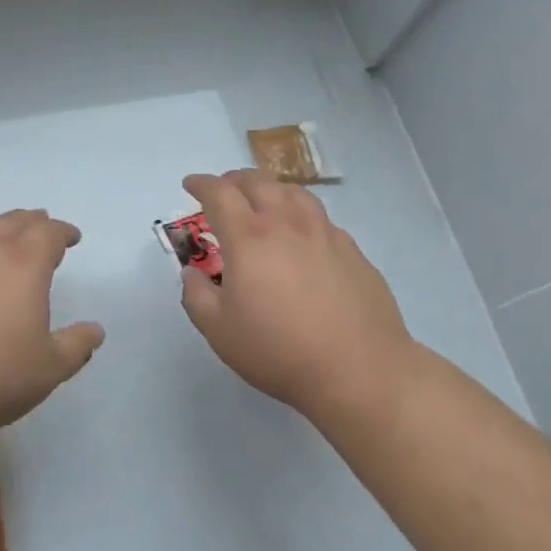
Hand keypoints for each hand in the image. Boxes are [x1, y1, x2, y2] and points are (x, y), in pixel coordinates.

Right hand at [178, 170, 415, 421]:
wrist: (359, 370)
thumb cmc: (279, 350)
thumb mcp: (218, 330)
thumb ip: (196, 295)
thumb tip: (193, 273)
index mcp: (249, 237)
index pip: (219, 194)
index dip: (201, 184)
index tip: (190, 184)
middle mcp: (286, 224)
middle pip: (258, 182)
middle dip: (234, 180)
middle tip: (224, 189)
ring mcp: (324, 234)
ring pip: (294, 193)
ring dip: (270, 188)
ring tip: (263, 199)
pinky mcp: (352, 251)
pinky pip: (320, 218)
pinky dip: (301, 213)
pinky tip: (302, 234)